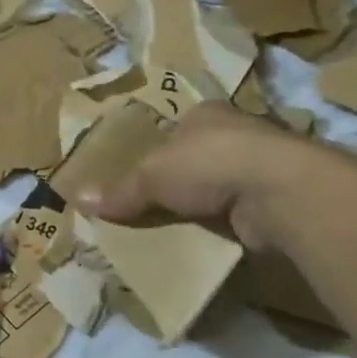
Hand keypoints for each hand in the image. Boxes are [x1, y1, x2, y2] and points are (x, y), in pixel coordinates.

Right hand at [74, 103, 320, 250]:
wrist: (279, 193)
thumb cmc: (209, 163)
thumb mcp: (151, 175)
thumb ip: (119, 190)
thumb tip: (77, 199)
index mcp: (206, 114)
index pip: (175, 131)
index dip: (155, 152)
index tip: (138, 179)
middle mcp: (237, 134)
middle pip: (196, 160)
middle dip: (177, 183)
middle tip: (149, 209)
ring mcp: (261, 168)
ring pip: (218, 189)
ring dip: (202, 208)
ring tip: (173, 231)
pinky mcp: (276, 201)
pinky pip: (237, 216)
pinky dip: (223, 228)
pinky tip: (205, 243)